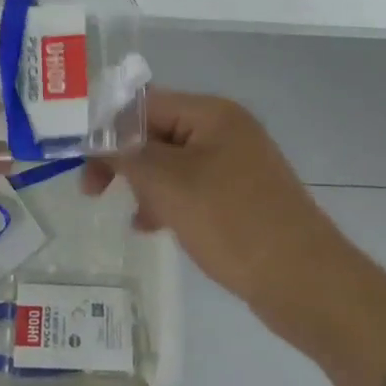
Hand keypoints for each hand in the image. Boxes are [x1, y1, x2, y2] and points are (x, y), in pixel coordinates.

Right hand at [85, 89, 343, 314]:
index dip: (108, 126)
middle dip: (125, 158)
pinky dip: (168, 201)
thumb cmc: (233, 222)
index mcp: (212, 114)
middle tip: (92, 190)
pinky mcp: (241, 196)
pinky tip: (152, 227)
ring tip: (130, 215)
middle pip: (158, 131)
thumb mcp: (170, 184)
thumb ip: (128, 155)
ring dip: (145, 183)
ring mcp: (236, 164)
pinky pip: (192, 188)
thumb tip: (98, 137)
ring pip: (172, 162)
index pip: (145, 104)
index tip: (79, 158)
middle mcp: (225, 129)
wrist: (306, 282)